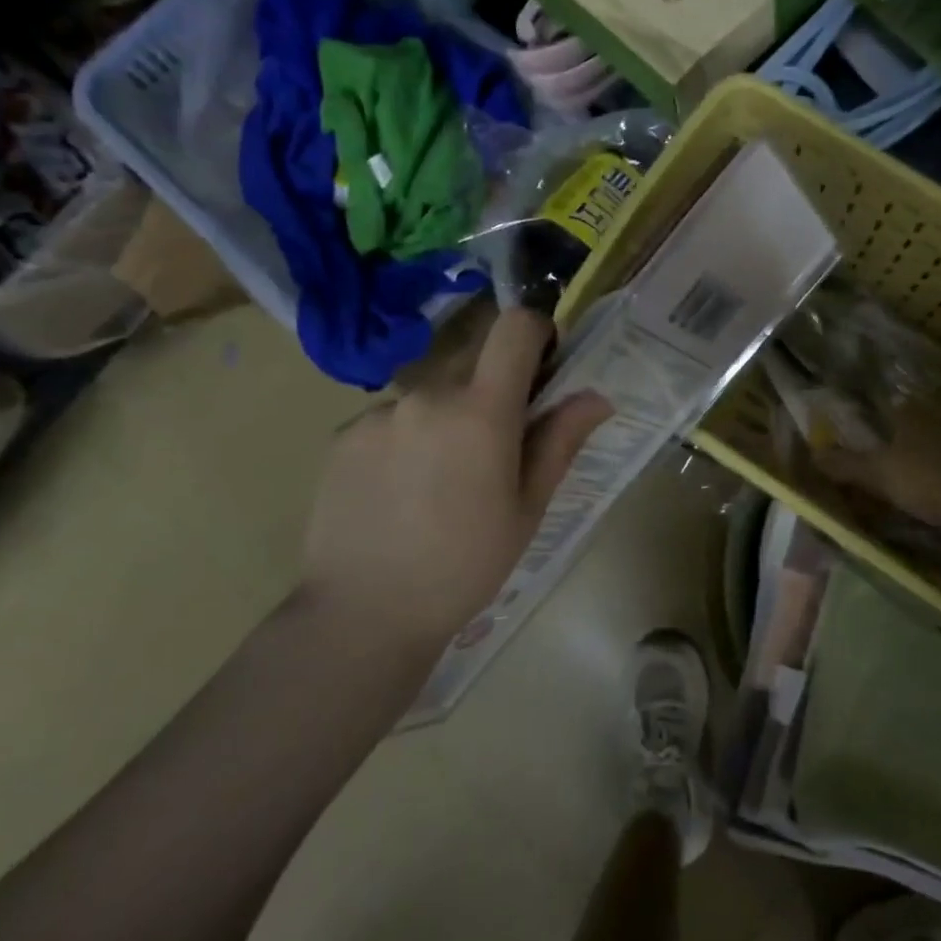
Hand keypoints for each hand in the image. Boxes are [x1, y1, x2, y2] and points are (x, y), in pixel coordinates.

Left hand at [299, 308, 611, 653]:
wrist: (363, 613)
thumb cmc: (465, 565)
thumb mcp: (527, 508)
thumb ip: (560, 441)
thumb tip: (597, 396)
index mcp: (480, 410)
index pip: (514, 327)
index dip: (535, 333)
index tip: (542, 366)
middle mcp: (426, 394)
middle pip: (472, 360)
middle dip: (492, 387)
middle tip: (493, 447)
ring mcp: (378, 412)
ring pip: (430, 393)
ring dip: (446, 415)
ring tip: (439, 480)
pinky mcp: (343, 434)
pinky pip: (391, 418)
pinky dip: (405, 438)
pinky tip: (400, 491)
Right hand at [814, 396, 940, 534]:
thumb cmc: (924, 480)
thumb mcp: (876, 474)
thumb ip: (845, 464)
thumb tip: (813, 453)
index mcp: (915, 413)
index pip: (898, 406)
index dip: (889, 417)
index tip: (884, 432)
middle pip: (930, 416)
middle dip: (923, 428)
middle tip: (913, 450)